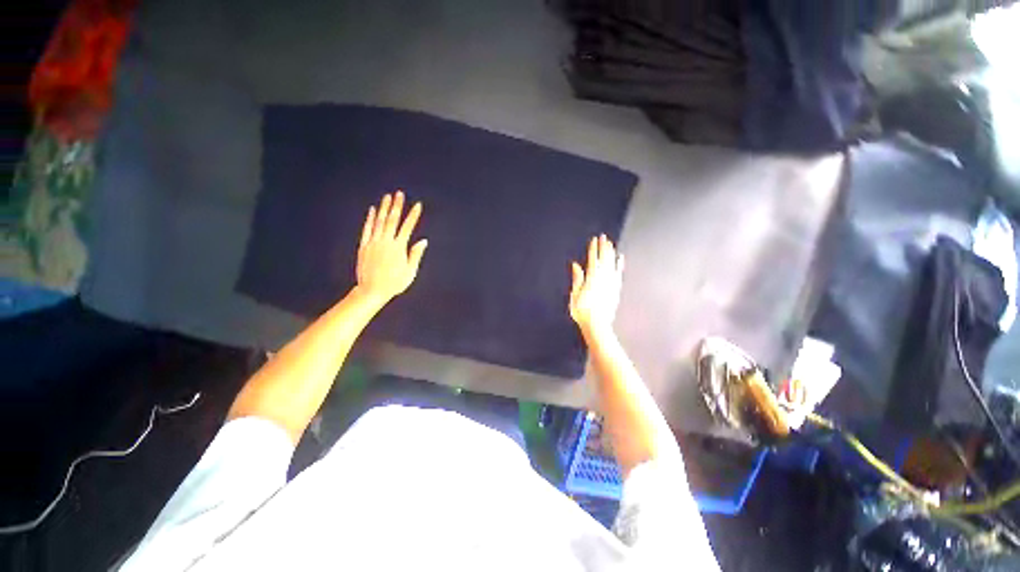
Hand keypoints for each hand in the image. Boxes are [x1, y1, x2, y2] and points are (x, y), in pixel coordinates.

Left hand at [356, 191, 426, 303]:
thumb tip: (423, 241)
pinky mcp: (364, 246)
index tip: (417, 205)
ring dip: (383, 208)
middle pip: (392, 220)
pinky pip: (367, 229)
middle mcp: (385, 242)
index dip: (413, 215)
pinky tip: (372, 210)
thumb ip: (416, 254)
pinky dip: (370, 219)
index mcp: (398, 248)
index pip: (408, 227)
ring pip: (379, 222)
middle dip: (397, 206)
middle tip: (399, 194)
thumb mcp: (410, 272)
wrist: (372, 291)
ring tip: (387, 197)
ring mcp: (373, 243)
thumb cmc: (394, 283)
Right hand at [569, 234, 623, 337]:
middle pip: (604, 259)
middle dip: (603, 247)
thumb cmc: (582, 310)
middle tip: (603, 237)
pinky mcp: (616, 288)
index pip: (593, 259)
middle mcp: (603, 278)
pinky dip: (619, 265)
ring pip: (612, 264)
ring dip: (611, 253)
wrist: (597, 324)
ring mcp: (611, 283)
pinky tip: (620, 258)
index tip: (594, 240)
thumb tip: (576, 265)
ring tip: (610, 243)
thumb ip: (577, 278)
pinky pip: (619, 273)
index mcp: (591, 278)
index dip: (593, 249)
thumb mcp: (575, 294)